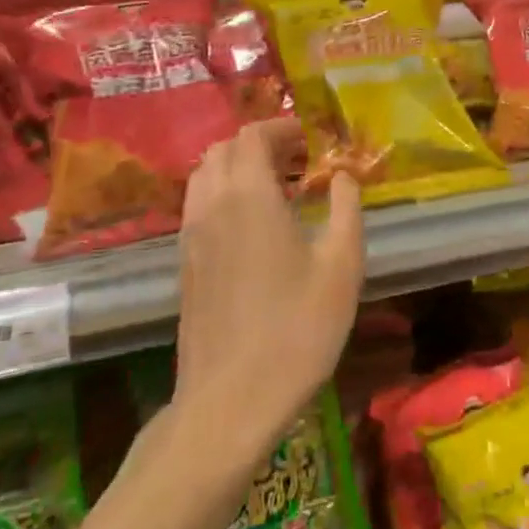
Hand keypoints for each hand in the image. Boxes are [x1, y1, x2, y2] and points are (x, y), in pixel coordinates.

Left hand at [173, 120, 364, 456]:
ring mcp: (190, 235)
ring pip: (204, 175)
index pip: (253, 135)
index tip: (313, 139)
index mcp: (249, 196)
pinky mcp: (183, 263)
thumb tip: (343, 175)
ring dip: (237, 167)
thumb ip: (345, 208)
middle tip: (300, 161)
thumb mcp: (342, 266)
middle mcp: (212, 205)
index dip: (283, 128)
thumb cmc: (297, 329)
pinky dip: (223, 194)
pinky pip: (198, 205)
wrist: (231, 399)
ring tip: (277, 189)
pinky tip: (254, 225)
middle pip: (224, 149)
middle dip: (261, 144)